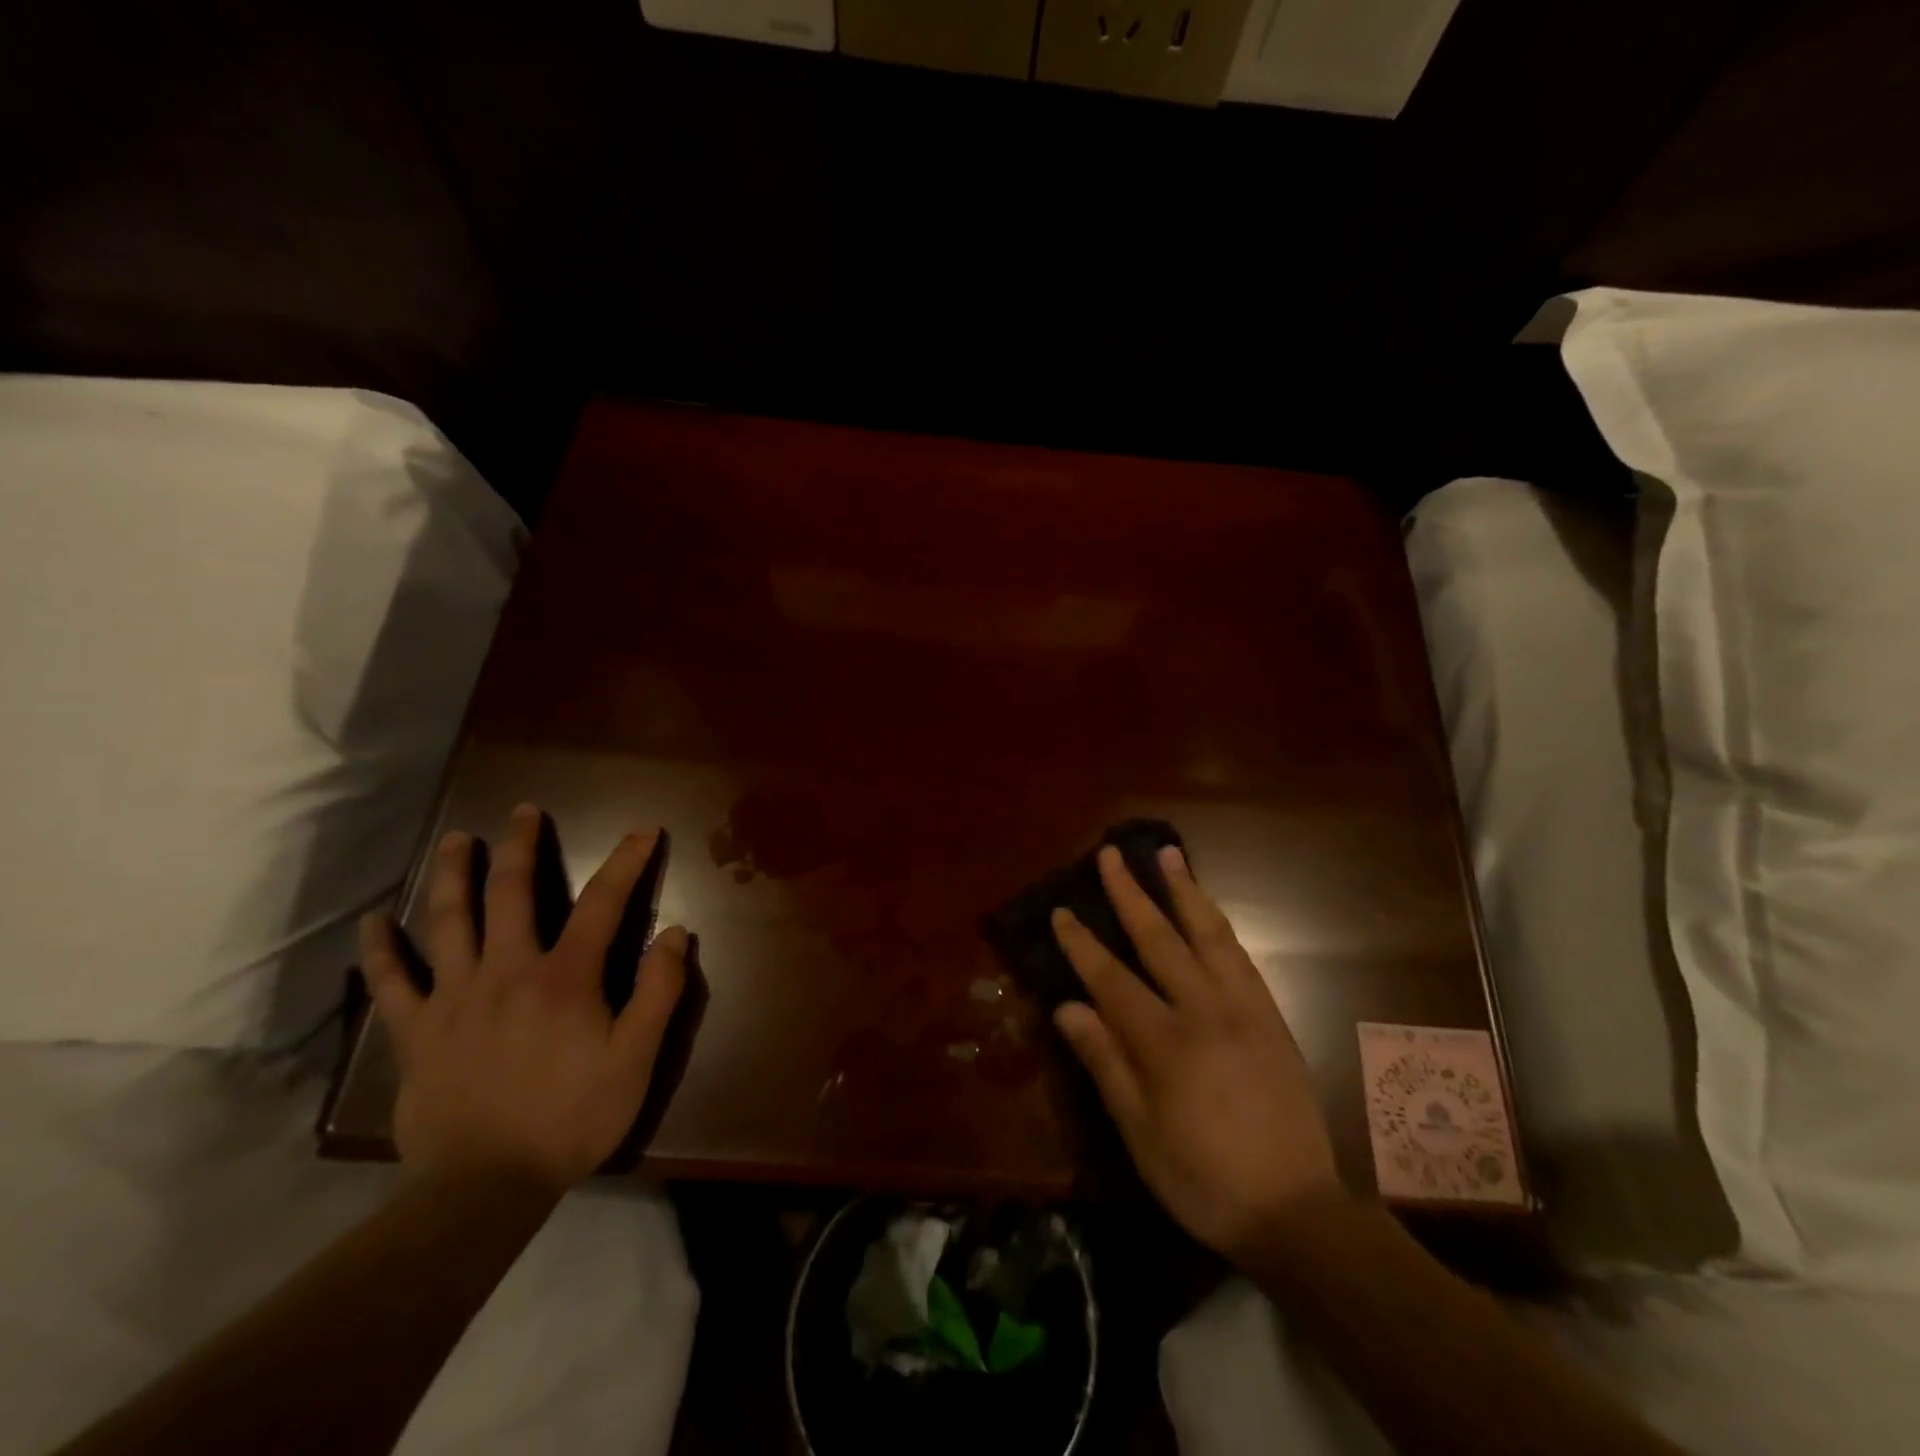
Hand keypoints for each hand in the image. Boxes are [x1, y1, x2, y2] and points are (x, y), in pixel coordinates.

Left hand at [358, 803, 686, 1191]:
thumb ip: (659, 992)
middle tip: (524, 811)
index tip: (642, 831)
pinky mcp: (415, 1032)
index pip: (603, 902)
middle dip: (522, 846)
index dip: (626, 861)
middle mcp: (507, 971)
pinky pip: (391, 982)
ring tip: (456, 840)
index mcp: (565, 977)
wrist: (484, 1189)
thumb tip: (676, 933)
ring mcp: (454, 998)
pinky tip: (373, 922)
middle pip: (512, 893)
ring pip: (448, 920)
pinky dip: (380, 949)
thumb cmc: (572, 1118)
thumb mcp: (636, 1059)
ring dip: (453, 873)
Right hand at [1051, 845, 1340, 1261]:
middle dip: (1130, 892)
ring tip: (1168, 854)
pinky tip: (1207, 909)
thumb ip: (1105, 1063)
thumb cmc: (1204, 1178)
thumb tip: (1067, 1007)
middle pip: (1159, 937)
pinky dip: (1218, 924)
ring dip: (1184, 890)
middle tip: (1111, 853)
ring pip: (1208, 933)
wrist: (1296, 1209)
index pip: (1111, 978)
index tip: (1061, 910)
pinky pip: (1241, 956)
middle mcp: (1204, 1010)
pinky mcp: (1271, 1016)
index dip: (1081, 943)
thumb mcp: (1140, 1133)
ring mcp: (1243, 1008)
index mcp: (1165, 1043)